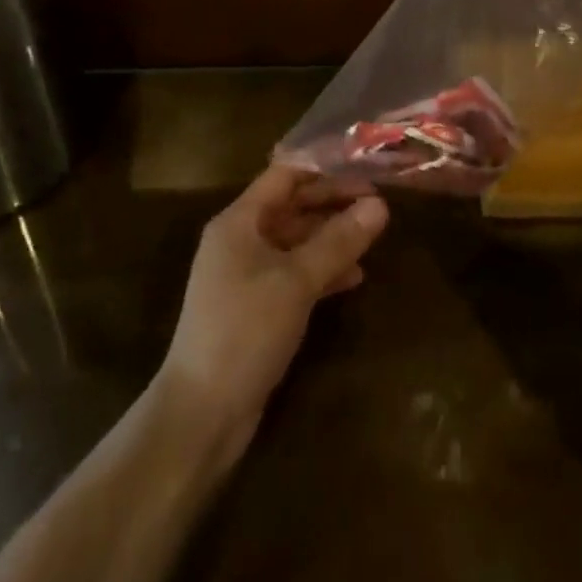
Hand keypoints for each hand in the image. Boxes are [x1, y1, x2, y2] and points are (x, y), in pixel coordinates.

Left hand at [158, 167, 387, 454]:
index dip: (324, 168)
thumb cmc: (244, 331)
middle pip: (292, 207)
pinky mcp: (256, 308)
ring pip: (296, 242)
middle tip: (378, 203)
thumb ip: (338, 241)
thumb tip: (380, 205)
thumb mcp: (296, 281)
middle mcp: (240, 241)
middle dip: (333, 203)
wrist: (201, 414)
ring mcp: (246, 276)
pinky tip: (355, 277)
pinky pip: (294, 274)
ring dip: (332, 238)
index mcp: (239, 221)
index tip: (364, 166)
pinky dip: (322, 272)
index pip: (285, 176)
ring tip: (373, 237)